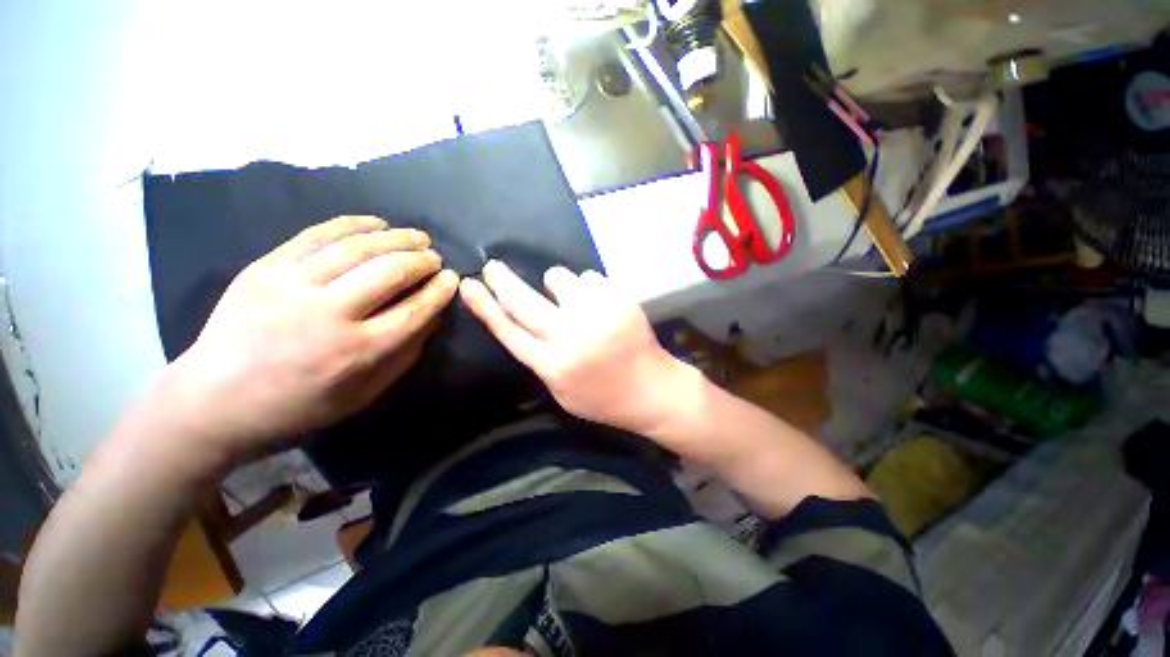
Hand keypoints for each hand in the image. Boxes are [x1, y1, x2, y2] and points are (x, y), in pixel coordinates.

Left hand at [167, 215, 459, 455]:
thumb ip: (403, 356)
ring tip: (416, 235)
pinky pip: (316, 235)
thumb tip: (432, 319)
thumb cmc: (298, 407)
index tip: (452, 279)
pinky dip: (352, 224)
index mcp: (357, 351)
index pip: (415, 310)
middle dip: (422, 260)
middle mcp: (329, 314)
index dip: (440, 291)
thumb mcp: (363, 394)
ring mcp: (292, 286)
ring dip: (396, 237)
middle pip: (390, 272)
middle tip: (435, 257)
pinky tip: (375, 222)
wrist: (213, 401)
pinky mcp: (266, 268)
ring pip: (357, 247)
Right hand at [460, 260, 686, 435]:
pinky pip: (590, 277)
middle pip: (525, 301)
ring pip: (560, 278)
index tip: (468, 284)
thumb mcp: (562, 390)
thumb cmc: (603, 397)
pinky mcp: (620, 300)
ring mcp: (598, 315)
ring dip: (558, 285)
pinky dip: (589, 288)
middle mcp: (571, 337)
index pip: (509, 331)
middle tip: (493, 266)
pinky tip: (601, 305)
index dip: (485, 307)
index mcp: (553, 365)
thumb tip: (523, 322)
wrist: (652, 389)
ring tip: (575, 302)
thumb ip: (540, 358)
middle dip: (503, 280)